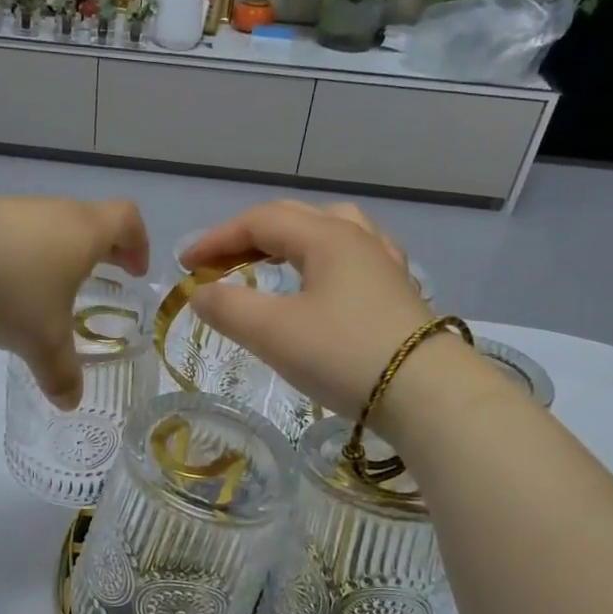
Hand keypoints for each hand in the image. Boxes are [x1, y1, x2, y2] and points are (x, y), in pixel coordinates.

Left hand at [0, 196, 149, 408]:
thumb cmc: (9, 288)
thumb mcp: (42, 340)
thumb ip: (61, 372)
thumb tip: (71, 402)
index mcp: (84, 232)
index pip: (127, 220)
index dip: (138, 243)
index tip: (135, 270)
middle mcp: (55, 212)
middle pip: (91, 220)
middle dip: (102, 250)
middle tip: (104, 278)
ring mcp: (15, 210)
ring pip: (51, 226)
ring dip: (59, 253)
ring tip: (50, 289)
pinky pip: (16, 234)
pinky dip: (23, 255)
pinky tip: (4, 285)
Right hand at [182, 201, 430, 415]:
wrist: (428, 394)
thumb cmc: (343, 354)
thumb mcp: (273, 332)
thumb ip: (228, 308)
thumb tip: (200, 294)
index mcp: (326, 237)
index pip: (260, 221)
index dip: (217, 239)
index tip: (185, 265)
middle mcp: (358, 239)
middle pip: (294, 219)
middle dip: (248, 237)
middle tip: (218, 264)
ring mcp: (384, 265)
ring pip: (330, 232)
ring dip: (290, 242)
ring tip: (271, 261)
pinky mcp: (398, 294)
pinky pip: (352, 258)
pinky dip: (322, 262)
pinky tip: (324, 282)